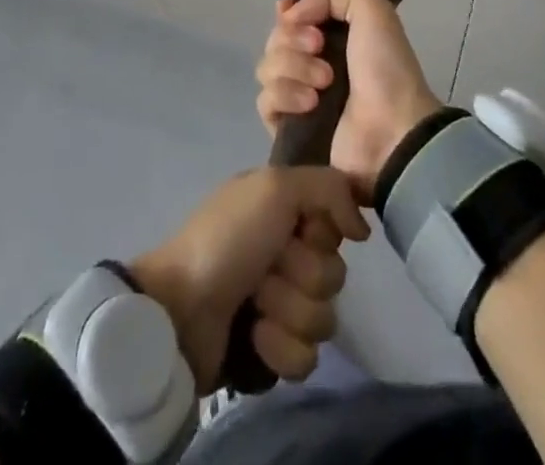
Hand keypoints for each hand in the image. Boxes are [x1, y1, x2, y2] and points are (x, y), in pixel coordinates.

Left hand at [130, 167, 369, 391]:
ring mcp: (277, 304)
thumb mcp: (275, 186)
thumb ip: (329, 187)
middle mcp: (283, 252)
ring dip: (289, 312)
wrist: (181, 308)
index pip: (336, 228)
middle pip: (334, 275)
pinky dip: (280, 347)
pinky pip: (306, 358)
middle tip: (268, 268)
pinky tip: (254, 336)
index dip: (322, 233)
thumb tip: (362, 229)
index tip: (301, 230)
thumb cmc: (228, 238)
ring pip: (324, 319)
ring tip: (255, 305)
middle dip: (303, 275)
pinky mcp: (271, 351)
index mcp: (281, 211)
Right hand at [256, 0, 443, 203]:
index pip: (291, 14)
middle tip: (319, 47)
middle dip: (292, 38)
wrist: (392, 131)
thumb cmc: (386, 67)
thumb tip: (290, 11)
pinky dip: (284, 97)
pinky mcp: (288, 127)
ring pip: (267, 66)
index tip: (290, 11)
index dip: (287, 11)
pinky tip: (310, 104)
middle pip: (275, 37)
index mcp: (331, 33)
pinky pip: (265, 101)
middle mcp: (311, 61)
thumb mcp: (371, 9)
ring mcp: (297, 95)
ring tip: (324, 82)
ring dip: (294, 68)